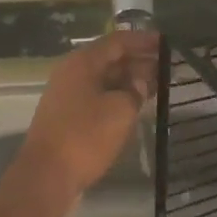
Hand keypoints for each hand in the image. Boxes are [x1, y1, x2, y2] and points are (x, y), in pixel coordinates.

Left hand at [16, 29, 158, 210]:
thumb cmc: (85, 137)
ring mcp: (68, 96)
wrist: (47, 175)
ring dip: (130, 80)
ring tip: (159, 85)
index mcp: (82, 63)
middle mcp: (72, 73)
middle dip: (139, 60)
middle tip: (169, 66)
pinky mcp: (68, 117)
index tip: (168, 43)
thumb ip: (135, 91)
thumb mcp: (120, 110)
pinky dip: (118, 97)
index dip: (143, 40)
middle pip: (110, 59)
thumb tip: (140, 82)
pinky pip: (98, 98)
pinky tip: (136, 106)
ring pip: (105, 80)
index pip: (117, 41)